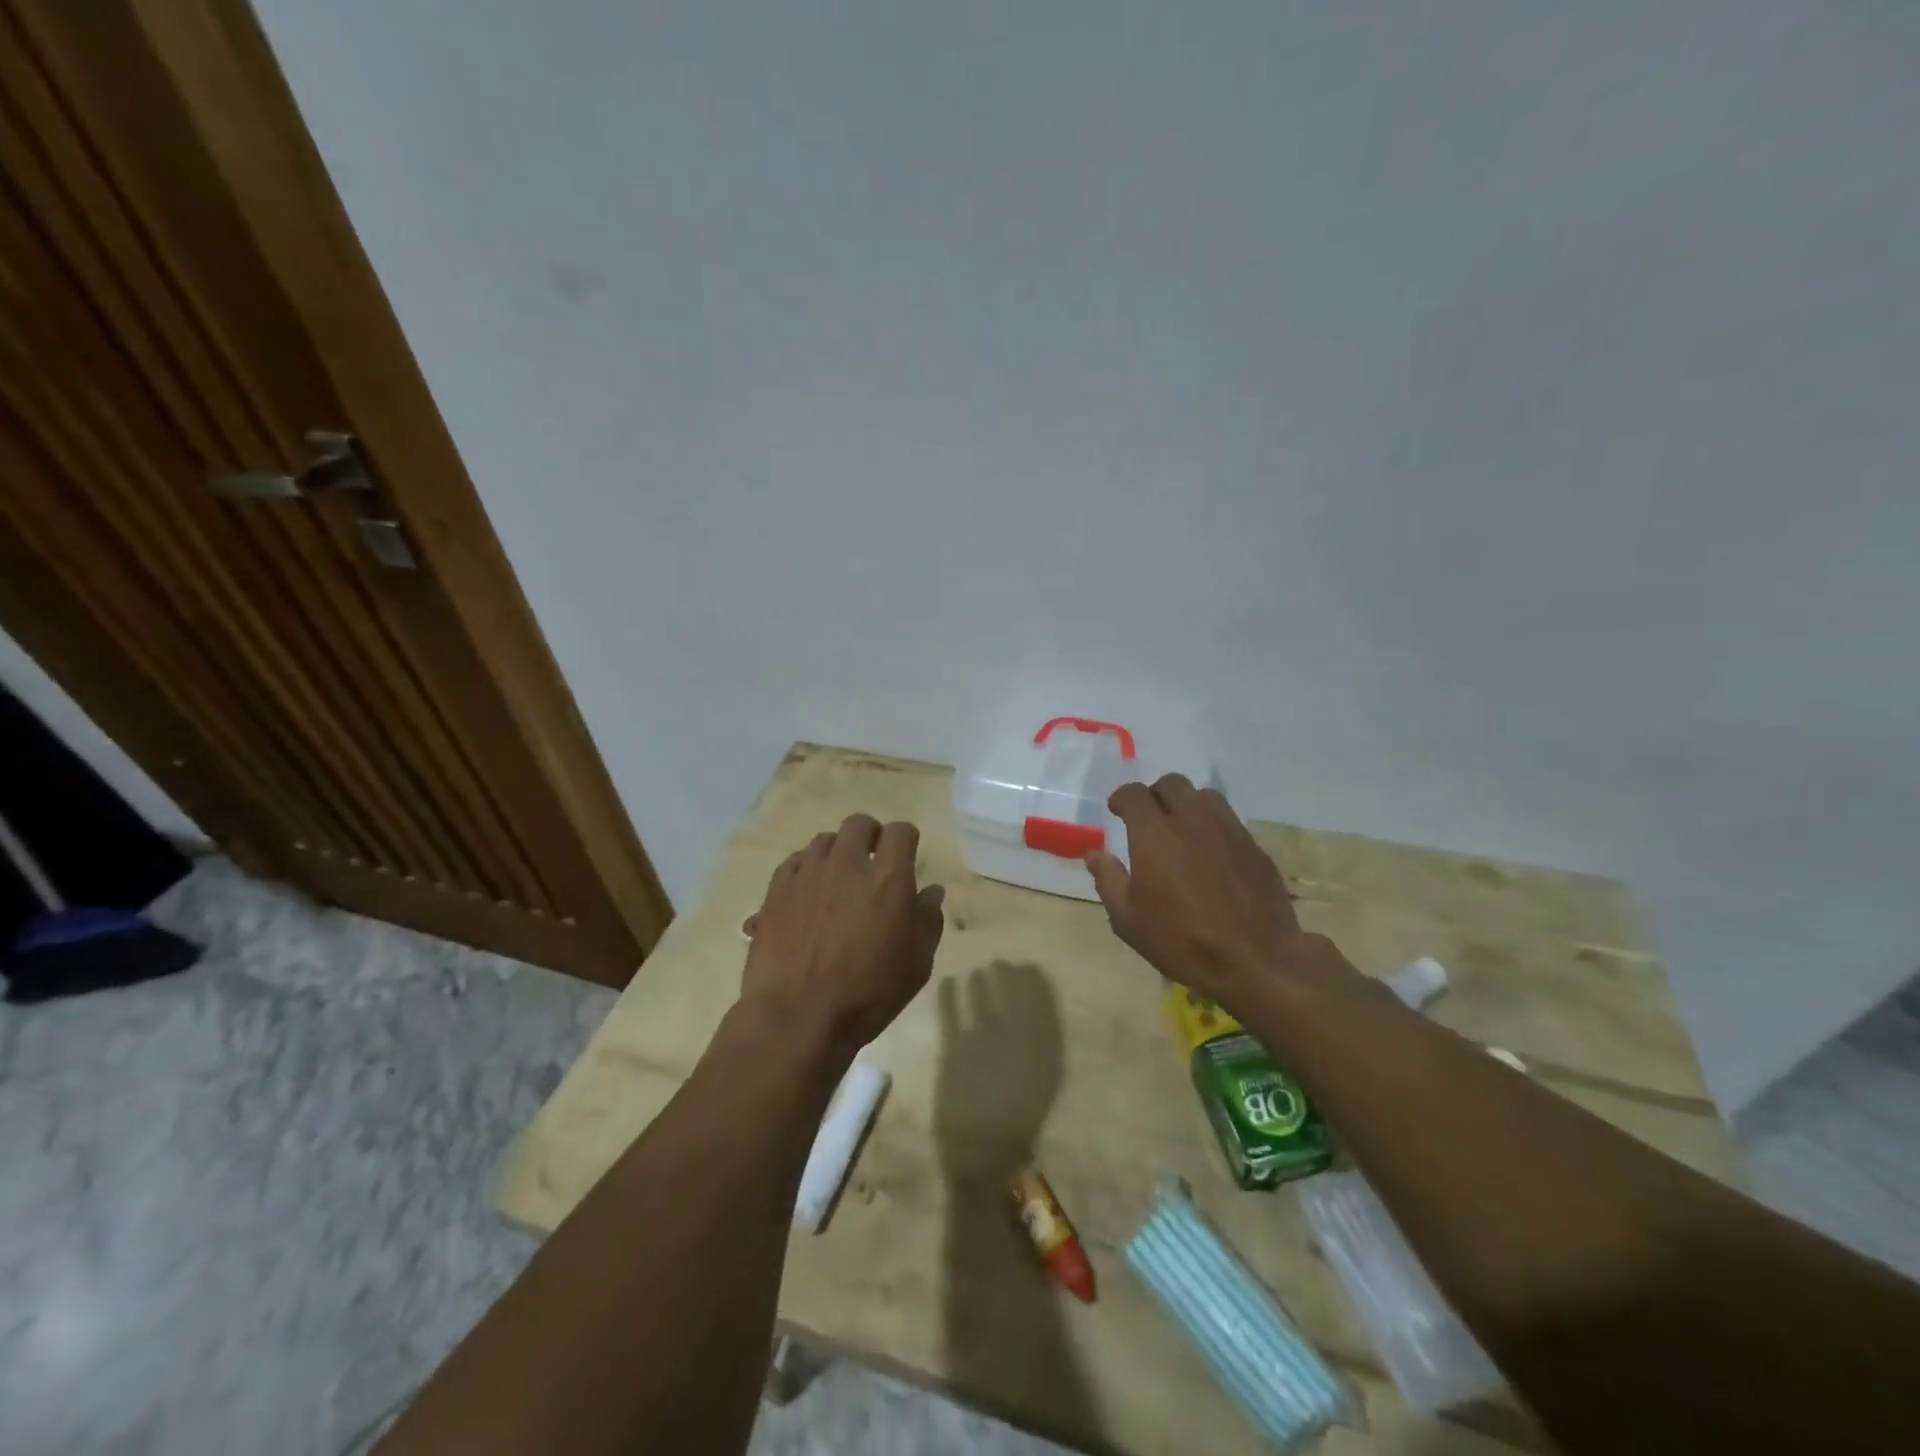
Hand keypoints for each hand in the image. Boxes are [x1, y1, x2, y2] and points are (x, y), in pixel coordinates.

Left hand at [741, 813, 945, 1056]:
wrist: (798, 1015)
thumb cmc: (868, 993)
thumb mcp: (917, 963)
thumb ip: (928, 919)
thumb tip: (931, 891)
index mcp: (888, 877)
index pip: (901, 831)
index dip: (906, 840)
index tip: (906, 856)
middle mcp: (848, 863)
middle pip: (859, 824)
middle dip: (870, 836)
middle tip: (872, 862)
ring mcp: (808, 873)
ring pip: (825, 840)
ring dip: (837, 852)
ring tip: (838, 879)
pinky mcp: (777, 889)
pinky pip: (795, 861)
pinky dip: (806, 868)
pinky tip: (808, 892)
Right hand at [1085, 775, 1365, 1015]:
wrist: (1255, 960)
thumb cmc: (1181, 940)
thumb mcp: (1128, 919)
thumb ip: (1108, 880)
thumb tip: (1095, 854)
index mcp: (1154, 833)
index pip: (1134, 794)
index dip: (1122, 798)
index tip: (1117, 810)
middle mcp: (1192, 820)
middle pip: (1172, 784)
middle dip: (1155, 794)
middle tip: (1148, 818)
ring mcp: (1228, 830)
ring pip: (1205, 796)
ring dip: (1187, 804)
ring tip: (1182, 829)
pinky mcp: (1254, 847)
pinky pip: (1229, 821)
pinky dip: (1213, 826)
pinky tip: (1211, 854)